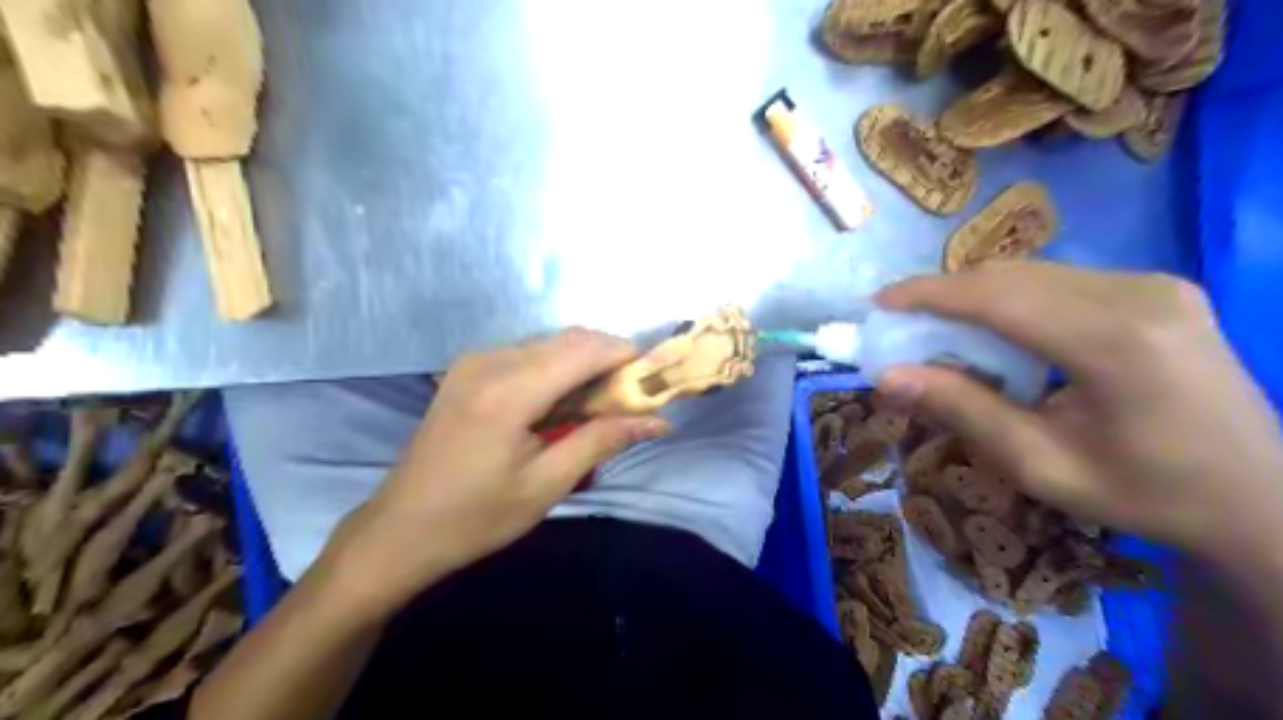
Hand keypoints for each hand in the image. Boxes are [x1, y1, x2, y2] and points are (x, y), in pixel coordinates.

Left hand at [319, 329, 670, 608]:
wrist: (400, 529)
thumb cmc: (476, 517)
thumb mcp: (547, 485)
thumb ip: (602, 441)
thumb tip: (658, 421)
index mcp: (509, 391)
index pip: (585, 350)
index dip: (626, 357)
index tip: (652, 381)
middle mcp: (491, 361)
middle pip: (569, 339)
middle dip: (608, 359)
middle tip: (630, 399)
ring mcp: (475, 361)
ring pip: (550, 343)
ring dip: (583, 364)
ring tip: (598, 406)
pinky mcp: (468, 369)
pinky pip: (528, 353)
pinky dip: (556, 369)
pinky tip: (561, 403)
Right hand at [877, 263, 1281, 564]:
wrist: (1262, 497)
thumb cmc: (1146, 494)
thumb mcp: (1041, 465)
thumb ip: (963, 411)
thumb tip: (886, 378)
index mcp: (1114, 343)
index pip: (997, 298)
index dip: (928, 294)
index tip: (878, 303)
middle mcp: (1138, 295)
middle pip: (1012, 277)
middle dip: (945, 294)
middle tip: (900, 323)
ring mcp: (1154, 285)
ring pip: (1033, 274)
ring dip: (976, 297)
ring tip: (939, 330)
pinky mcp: (1157, 289)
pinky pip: (1060, 282)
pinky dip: (1012, 300)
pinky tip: (997, 331)